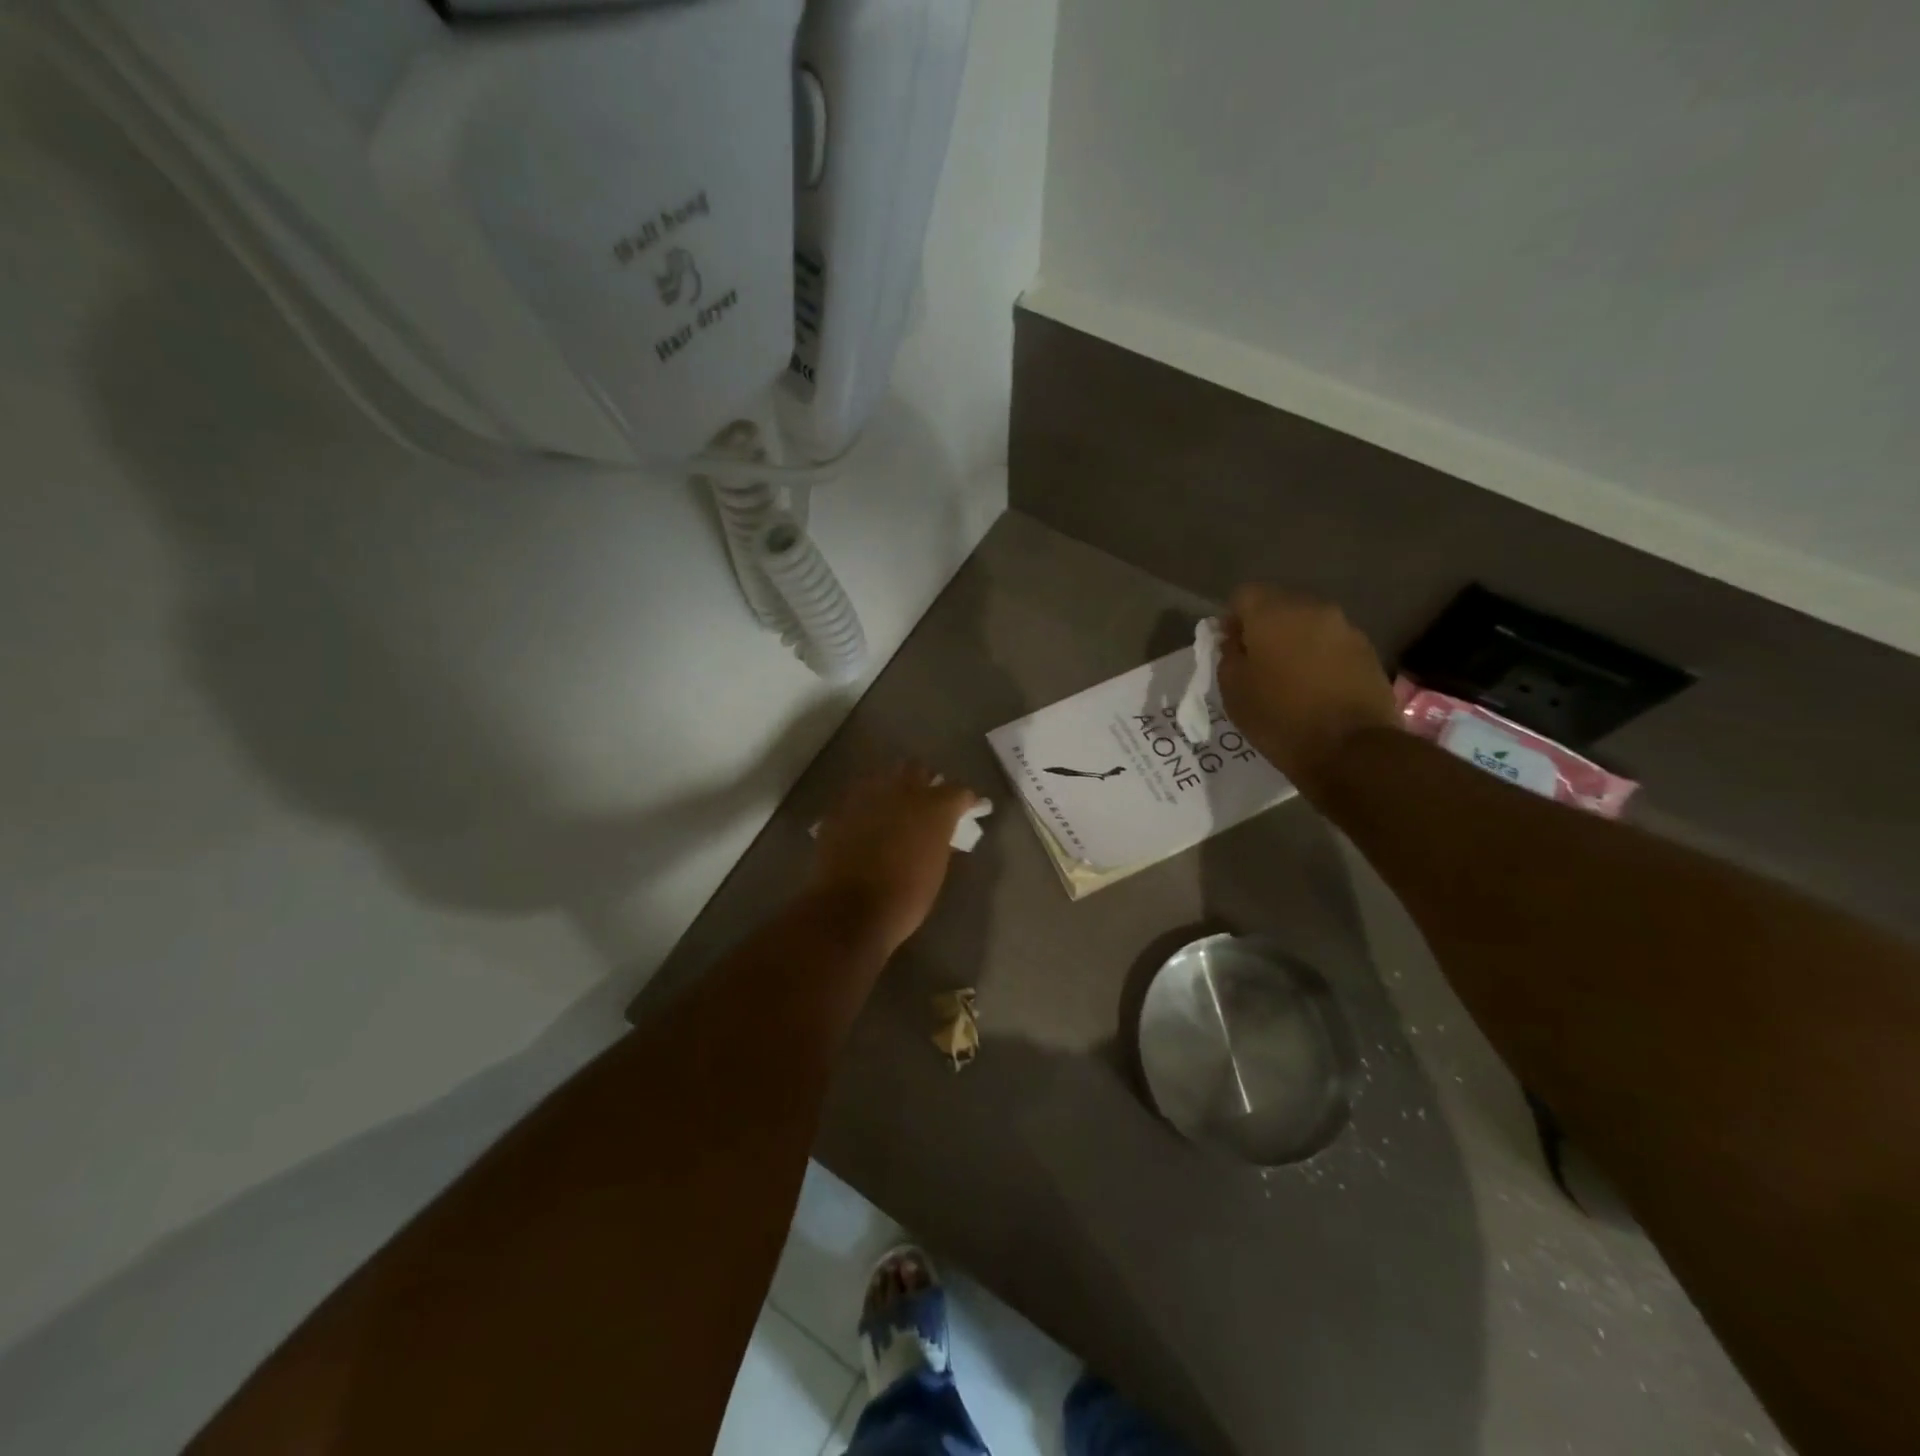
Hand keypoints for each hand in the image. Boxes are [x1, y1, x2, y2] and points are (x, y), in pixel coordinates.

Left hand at [809, 762, 977, 955]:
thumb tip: (941, 834)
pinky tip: (864, 820)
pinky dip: (865, 804)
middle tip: (925, 802)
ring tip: (891, 807)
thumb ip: (941, 842)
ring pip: (884, 776)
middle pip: (918, 769)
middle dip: (924, 781)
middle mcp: (903, 791)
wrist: (850, 910)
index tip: (967, 810)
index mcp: (935, 808)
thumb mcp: (935, 871)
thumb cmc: (905, 898)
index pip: (959, 791)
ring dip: (892, 788)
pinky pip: (857, 795)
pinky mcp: (840, 807)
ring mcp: (868, 795)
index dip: (965, 801)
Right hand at [1218, 585, 1397, 799]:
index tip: (1230, 649)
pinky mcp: (1368, 652)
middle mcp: (1313, 609)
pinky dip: (1319, 659)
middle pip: (1279, 606)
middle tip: (1257, 665)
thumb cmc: (1280, 718)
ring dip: (1295, 644)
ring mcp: (1346, 629)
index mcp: (1274, 613)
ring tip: (1288, 680)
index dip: (1232, 620)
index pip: (1244, 595)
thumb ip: (1228, 655)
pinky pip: (1332, 645)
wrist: (1351, 749)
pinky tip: (1315, 690)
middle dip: (1265, 629)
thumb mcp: (1233, 690)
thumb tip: (1235, 640)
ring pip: (1308, 626)